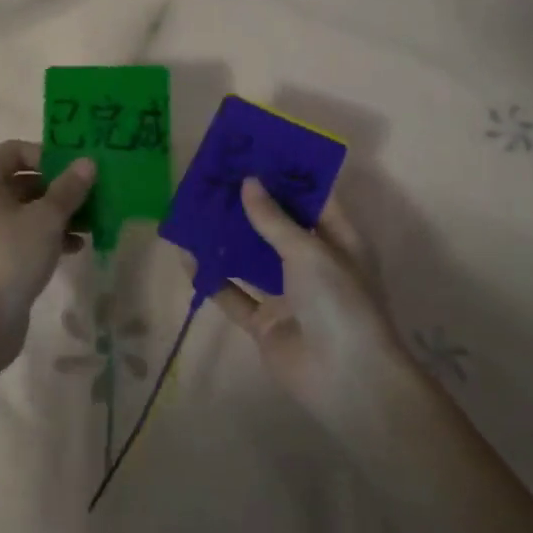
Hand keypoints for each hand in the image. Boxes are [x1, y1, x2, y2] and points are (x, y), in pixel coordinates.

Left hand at [0, 140, 95, 366]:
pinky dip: (44, 236)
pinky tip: (74, 247)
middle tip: (90, 196)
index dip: (47, 155)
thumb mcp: (47, 218)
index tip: (76, 170)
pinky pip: (19, 234)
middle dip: (58, 188)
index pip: (15, 150)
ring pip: (23, 210)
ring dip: (56, 214)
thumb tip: (87, 162)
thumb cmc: (10, 255)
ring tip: (89, 223)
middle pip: (21, 180)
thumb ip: (69, 188)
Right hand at [196, 179, 417, 431]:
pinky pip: (233, 294)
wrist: (345, 379)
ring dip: (227, 238)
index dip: (286, 177)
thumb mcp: (308, 252)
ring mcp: (287, 295)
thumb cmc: (339, 302)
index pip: (313, 200)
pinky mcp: (264, 322)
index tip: (255, 153)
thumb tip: (248, 182)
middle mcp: (314, 265)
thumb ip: (274, 219)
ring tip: (196, 208)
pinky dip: (212, 277)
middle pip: (277, 227)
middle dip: (249, 205)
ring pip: (251, 259)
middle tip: (217, 177)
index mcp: (339, 242)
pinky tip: (187, 256)